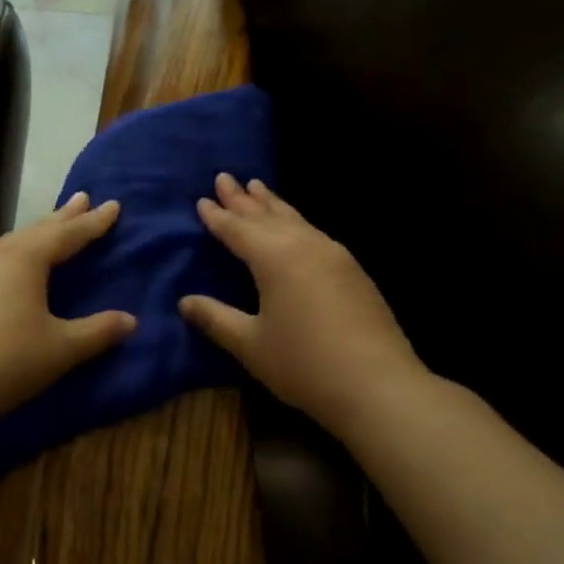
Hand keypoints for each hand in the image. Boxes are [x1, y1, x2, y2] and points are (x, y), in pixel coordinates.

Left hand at [0, 192, 136, 427]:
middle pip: (37, 230)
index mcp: (24, 258)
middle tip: (83, 198)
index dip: (94, 222)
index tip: (114, 205)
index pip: (68, 234)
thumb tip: (131, 320)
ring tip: (52, 228)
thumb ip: (98, 331)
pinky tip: (13, 266)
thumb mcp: (61, 348)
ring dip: (37, 234)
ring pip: (12, 243)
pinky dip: (16, 254)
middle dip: (64, 216)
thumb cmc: (6, 361)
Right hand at [180, 175, 423, 439]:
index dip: (218, 217)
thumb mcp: (251, 345)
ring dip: (272, 204)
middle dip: (243, 199)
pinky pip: (314, 232)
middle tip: (225, 178)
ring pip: (296, 219)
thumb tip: (185, 301)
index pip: (238, 230)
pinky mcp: (353, 271)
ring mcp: (335, 256)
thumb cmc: (304, 364)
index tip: (202, 200)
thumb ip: (216, 319)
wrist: (378, 385)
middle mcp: (305, 246)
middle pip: (267, 216)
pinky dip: (296, 221)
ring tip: (258, 187)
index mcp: (275, 258)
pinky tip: (296, 227)